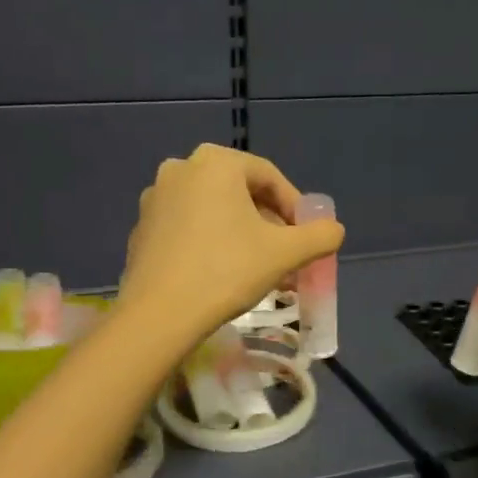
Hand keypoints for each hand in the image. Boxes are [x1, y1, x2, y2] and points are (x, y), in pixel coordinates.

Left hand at [119, 144, 343, 345]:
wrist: (159, 315)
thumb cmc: (226, 271)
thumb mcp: (285, 253)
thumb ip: (319, 236)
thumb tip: (334, 230)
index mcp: (215, 163)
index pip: (269, 177)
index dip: (295, 207)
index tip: (307, 237)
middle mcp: (181, 169)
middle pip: (240, 193)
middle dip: (269, 225)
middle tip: (286, 256)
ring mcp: (156, 199)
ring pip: (214, 212)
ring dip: (243, 236)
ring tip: (260, 271)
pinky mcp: (142, 229)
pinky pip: (188, 229)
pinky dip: (211, 244)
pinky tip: (223, 276)